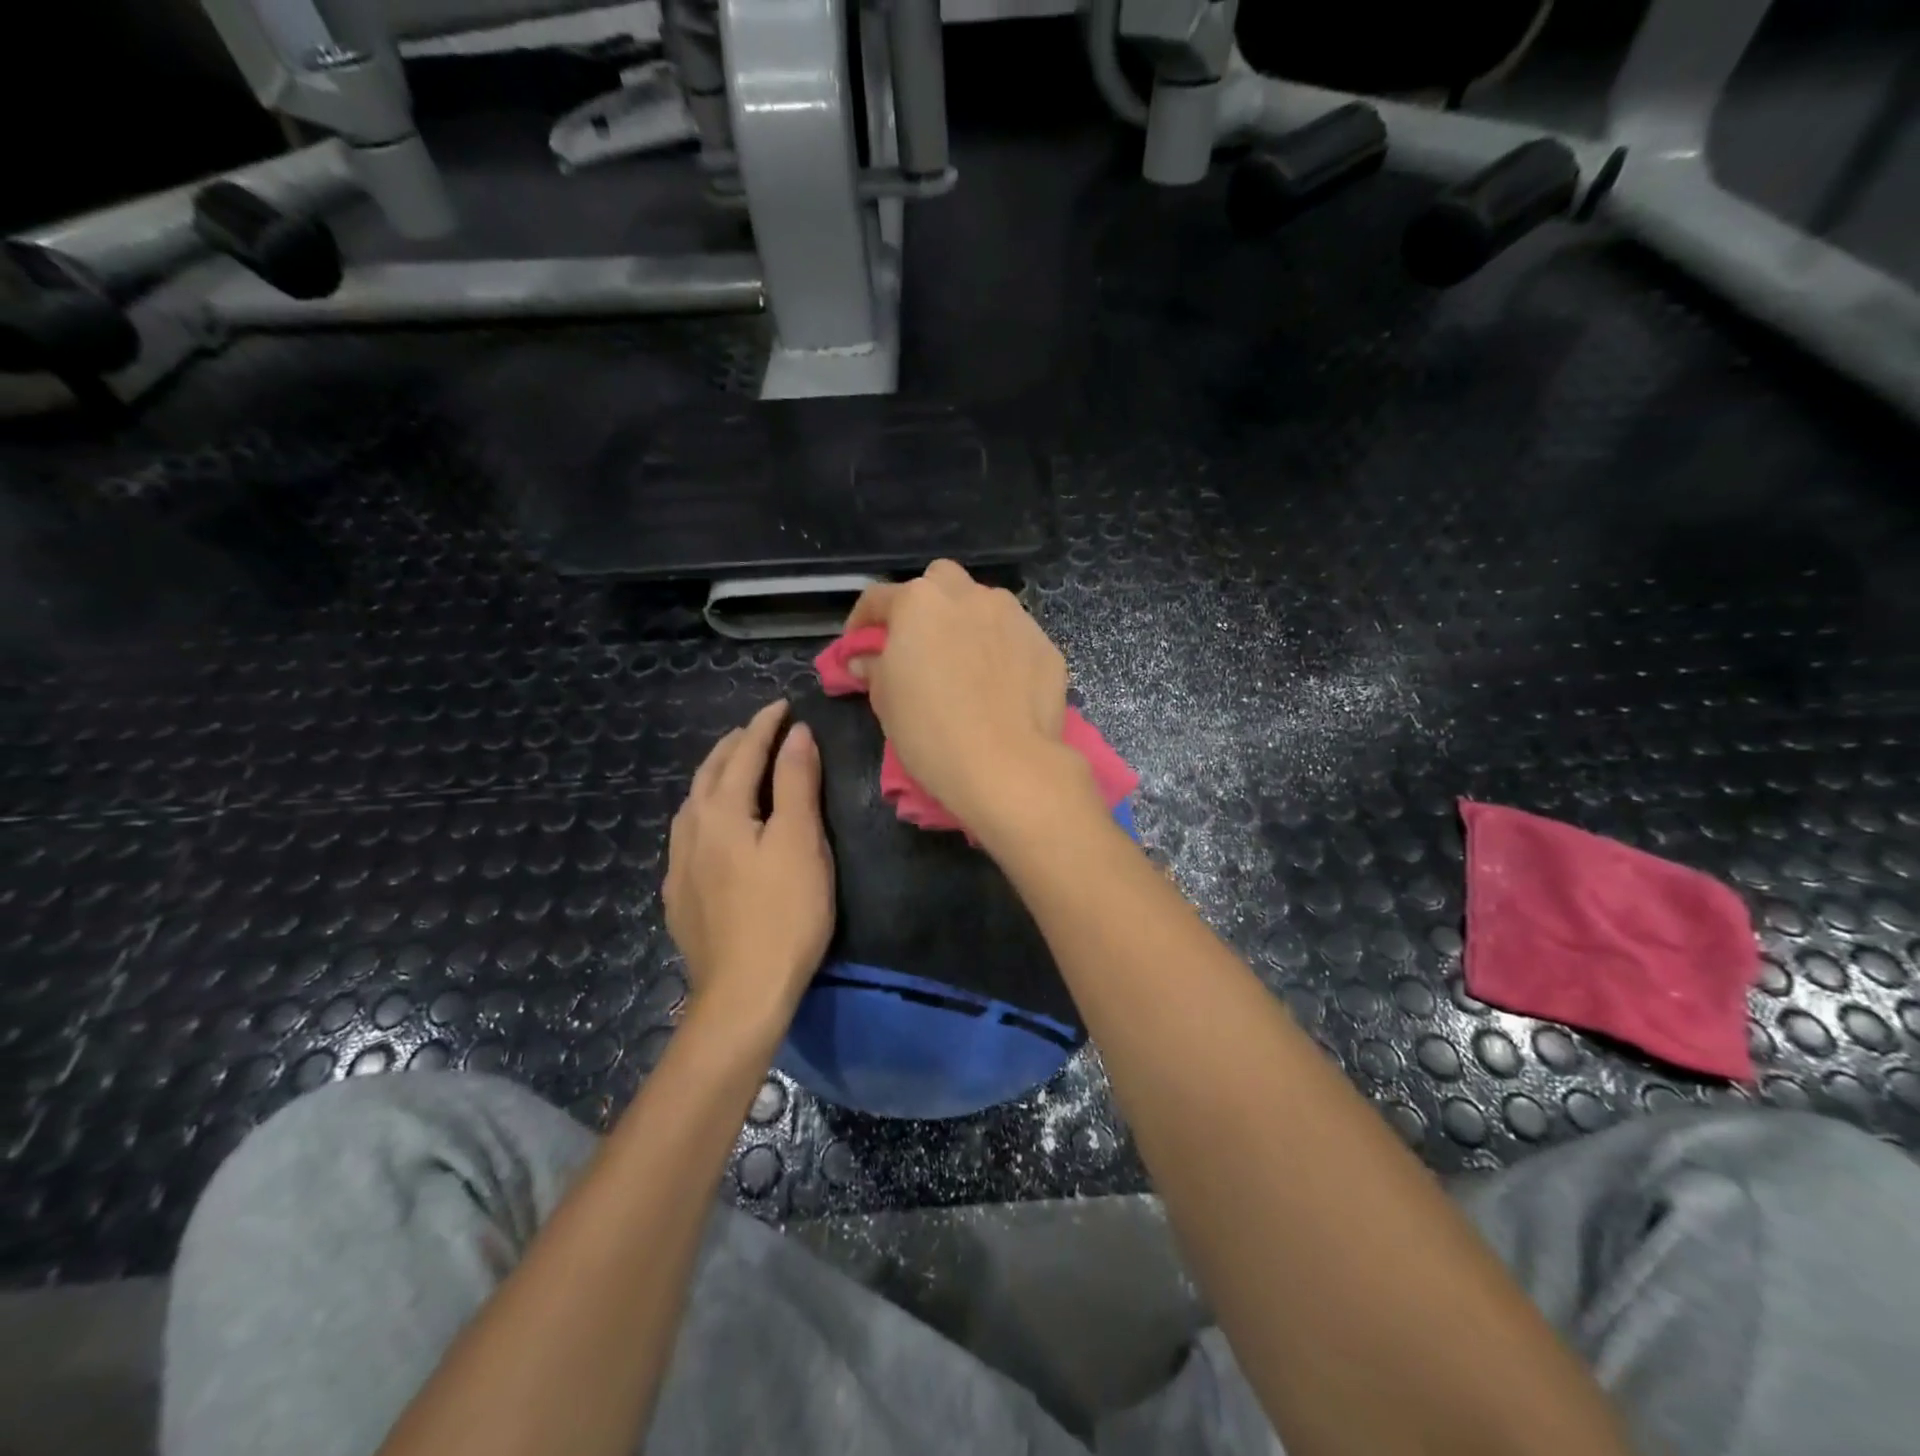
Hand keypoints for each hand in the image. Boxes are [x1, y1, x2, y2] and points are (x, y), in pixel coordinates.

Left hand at [664, 701, 833, 1031]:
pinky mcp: (680, 896)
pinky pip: (688, 835)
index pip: (744, 753)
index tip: (784, 704)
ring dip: (714, 776)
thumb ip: (795, 783)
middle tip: (759, 728)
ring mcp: (679, 866)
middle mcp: (691, 830)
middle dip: (735, 744)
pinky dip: (705, 811)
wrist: (743, 993)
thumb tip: (796, 734)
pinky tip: (712, 828)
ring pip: (692, 804)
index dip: (765, 726)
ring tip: (733, 767)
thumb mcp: (800, 841)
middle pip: (709, 773)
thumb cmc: (784, 913)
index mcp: (721, 812)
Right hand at [845, 561, 1086, 826]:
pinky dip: (1002, 651)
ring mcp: (1013, 616)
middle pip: (940, 582)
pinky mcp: (1045, 644)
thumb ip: (874, 667)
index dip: (862, 622)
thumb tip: (866, 658)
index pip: (879, 598)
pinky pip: (1014, 638)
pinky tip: (1000, 685)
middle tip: (920, 643)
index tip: (859, 646)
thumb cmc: (930, 731)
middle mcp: (969, 596)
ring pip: (984, 605)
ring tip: (965, 664)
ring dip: (969, 623)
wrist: (1006, 764)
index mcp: (919, 602)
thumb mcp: (886, 700)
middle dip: (926, 604)